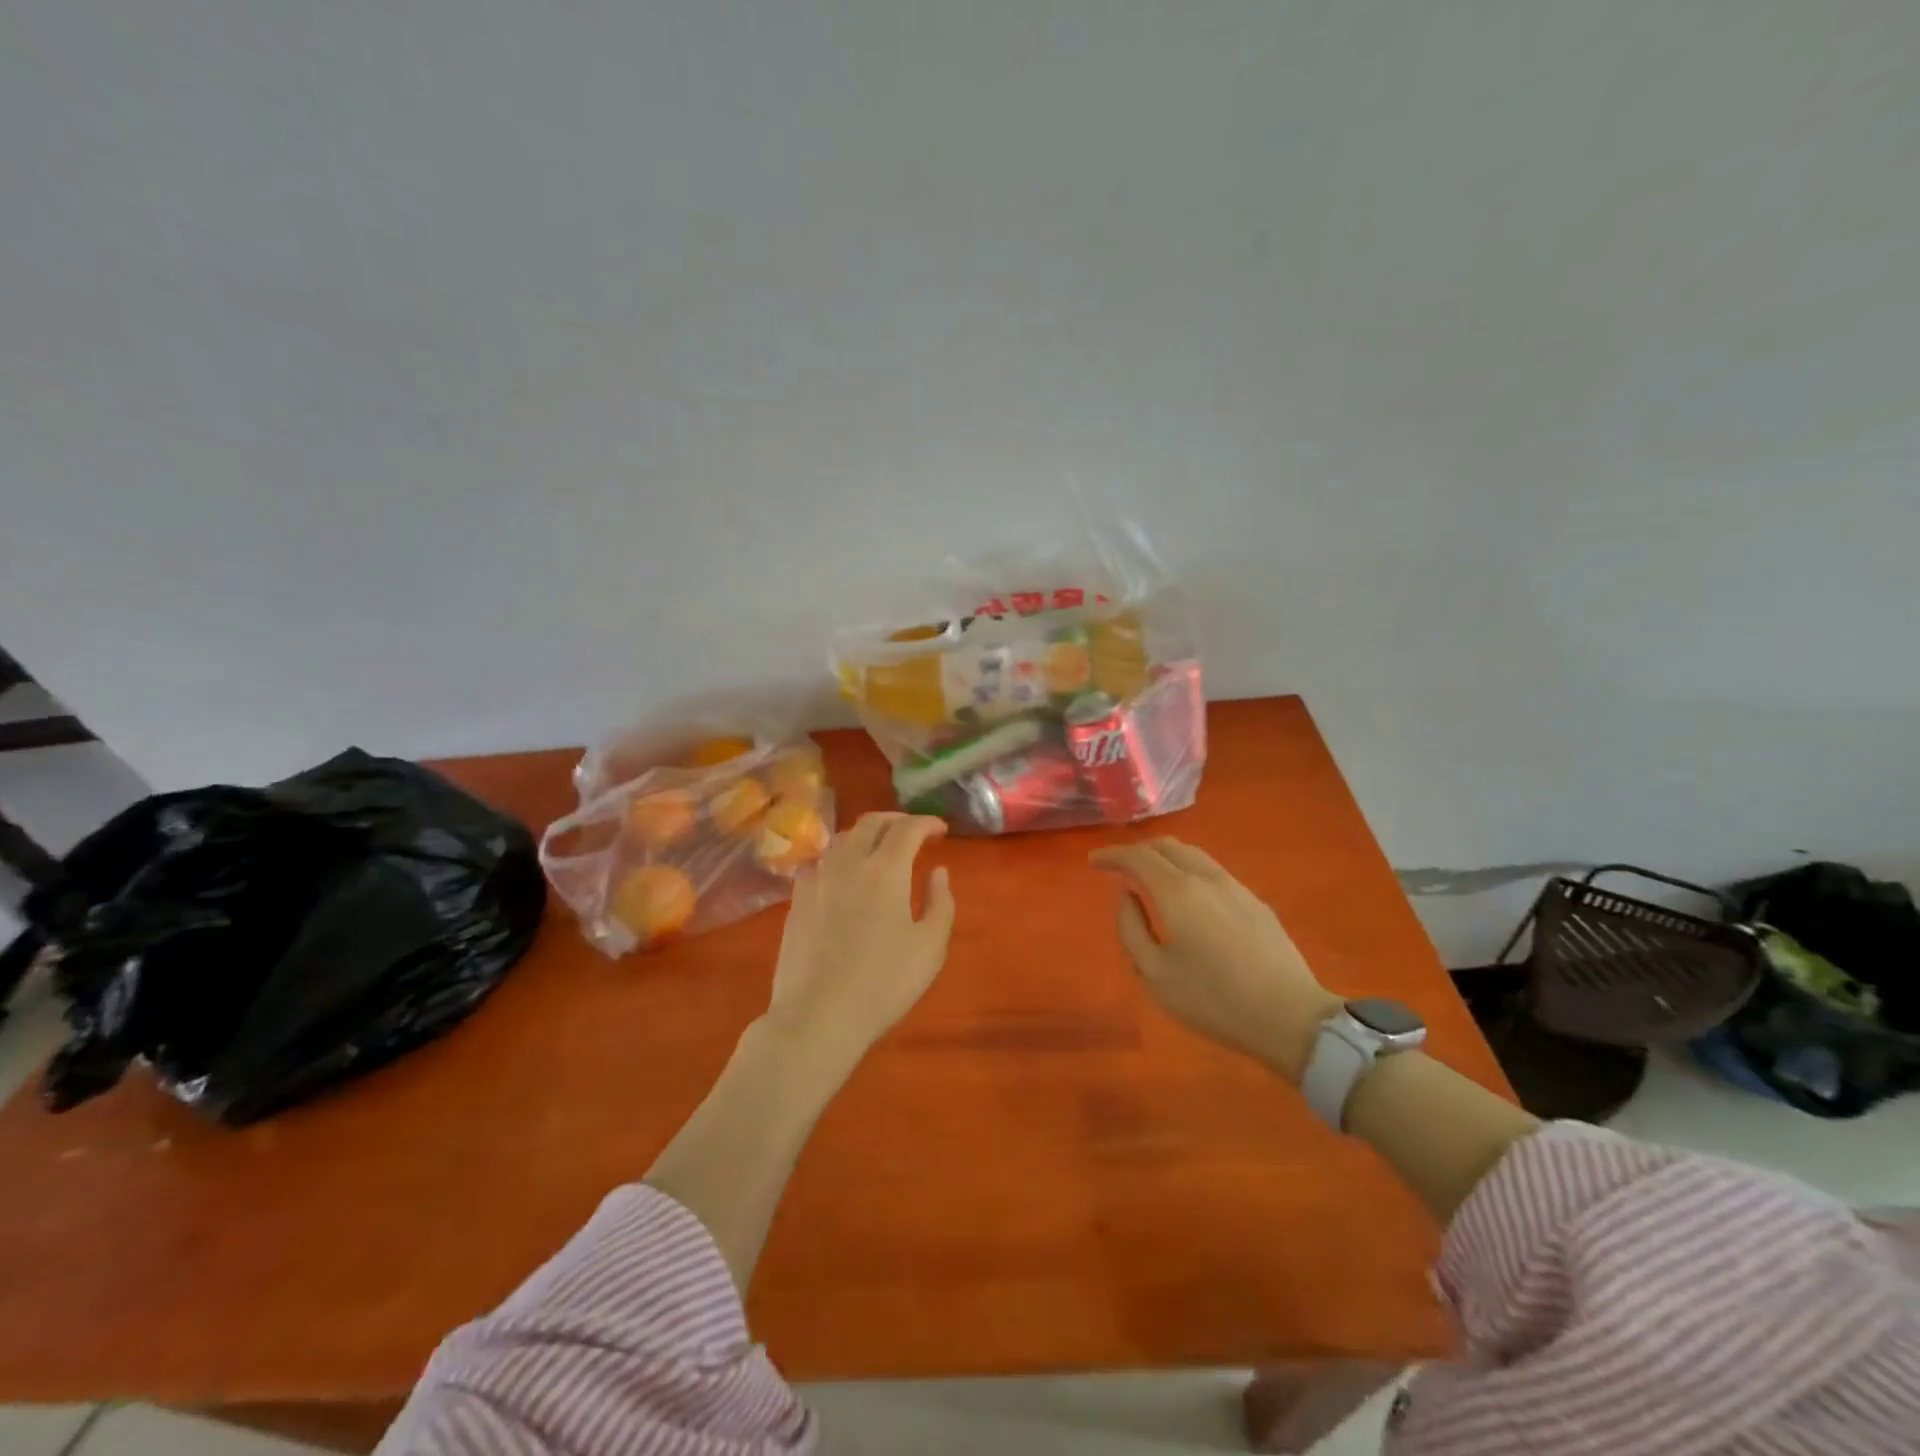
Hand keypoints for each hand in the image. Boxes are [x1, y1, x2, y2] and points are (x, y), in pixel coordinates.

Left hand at [765, 812, 955, 1070]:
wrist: (818, 1015)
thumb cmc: (884, 983)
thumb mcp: (930, 947)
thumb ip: (941, 902)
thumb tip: (938, 871)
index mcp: (886, 870)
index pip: (907, 828)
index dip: (927, 822)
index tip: (941, 830)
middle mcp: (849, 862)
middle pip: (871, 822)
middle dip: (896, 820)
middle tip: (913, 831)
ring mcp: (817, 878)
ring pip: (842, 838)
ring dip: (866, 834)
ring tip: (880, 849)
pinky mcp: (797, 899)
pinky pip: (820, 861)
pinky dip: (839, 856)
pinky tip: (843, 874)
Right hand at [1090, 838, 1339, 1081]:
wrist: (1289, 1016)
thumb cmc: (1213, 999)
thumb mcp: (1155, 974)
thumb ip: (1132, 929)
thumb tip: (1127, 895)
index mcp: (1176, 892)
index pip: (1137, 856)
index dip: (1111, 855)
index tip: (1093, 862)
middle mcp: (1205, 877)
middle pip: (1166, 846)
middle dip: (1138, 851)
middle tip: (1119, 868)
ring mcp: (1235, 887)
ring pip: (1193, 855)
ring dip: (1165, 858)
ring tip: (1150, 877)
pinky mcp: (1255, 902)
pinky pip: (1212, 871)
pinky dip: (1188, 870)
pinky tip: (1187, 896)